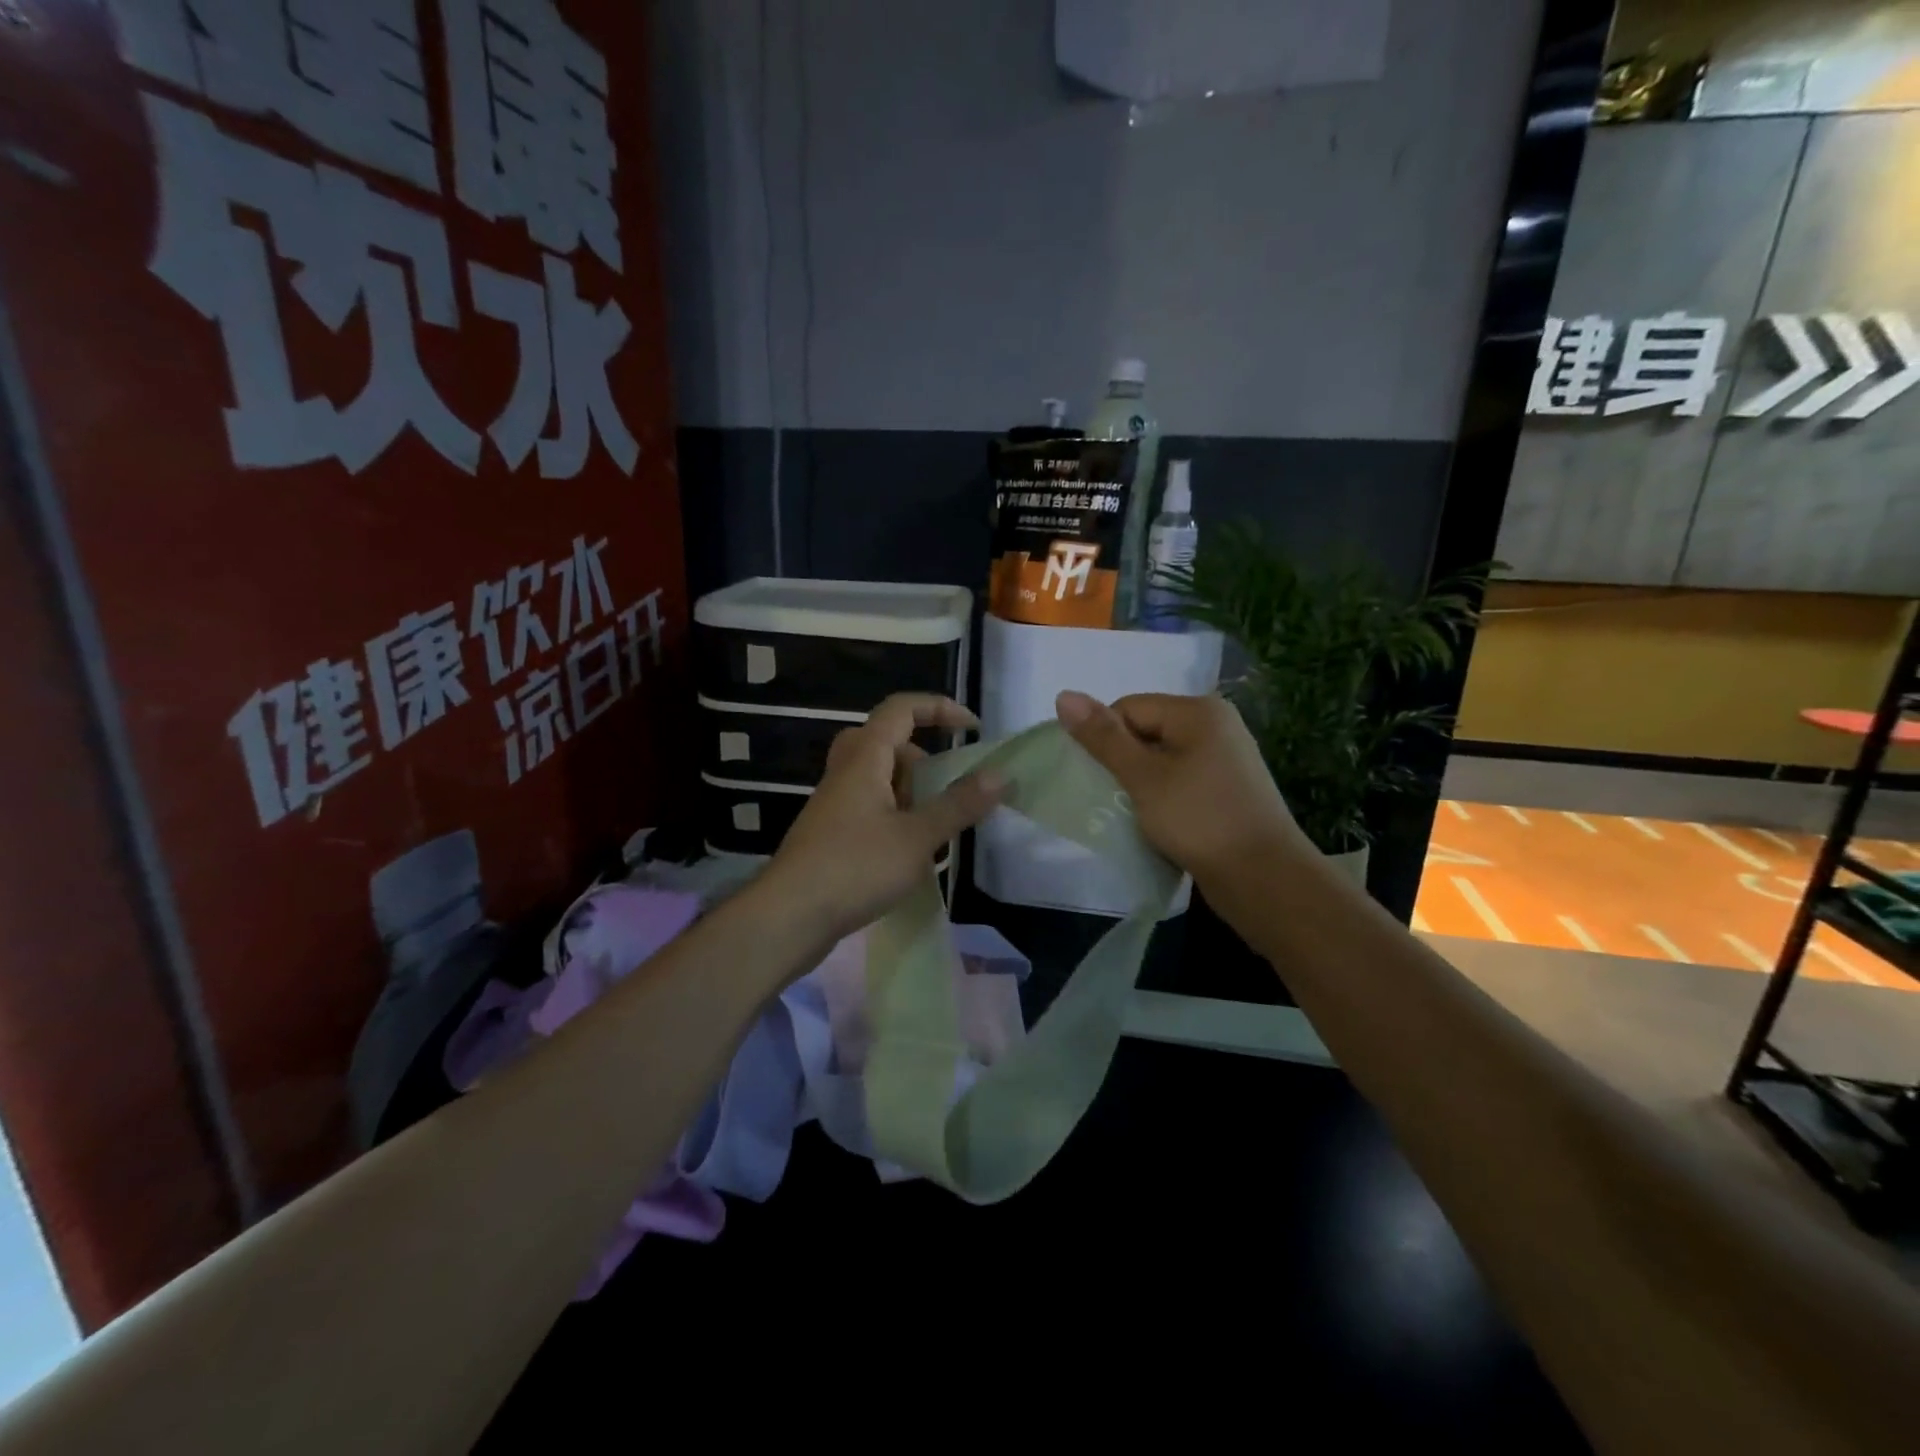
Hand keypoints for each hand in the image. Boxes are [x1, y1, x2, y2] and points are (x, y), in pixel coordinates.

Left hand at [757, 694, 1002, 947]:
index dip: (939, 708)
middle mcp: (846, 773)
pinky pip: (870, 809)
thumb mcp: (917, 837)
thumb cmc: (855, 867)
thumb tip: (1000, 775)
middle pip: (887, 743)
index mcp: (865, 759)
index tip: (972, 729)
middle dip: (922, 758)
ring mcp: (835, 805)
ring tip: (934, 828)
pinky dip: (896, 818)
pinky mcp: (831, 835)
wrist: (789, 917)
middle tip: (945, 788)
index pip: (901, 709)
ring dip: (910, 793)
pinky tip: (910, 855)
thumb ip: (959, 805)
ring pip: (878, 779)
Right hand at [1054, 690, 1310, 889]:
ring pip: (1160, 762)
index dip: (1106, 740)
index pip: (1129, 708)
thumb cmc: (1200, 820)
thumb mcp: (1144, 777)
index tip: (1099, 779)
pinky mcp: (1226, 792)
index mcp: (1198, 711)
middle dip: (1122, 763)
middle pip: (1145, 732)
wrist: (1265, 879)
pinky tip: (1154, 824)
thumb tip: (1063, 695)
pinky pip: (1179, 783)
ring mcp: (1224, 760)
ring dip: (1138, 785)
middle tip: (1109, 798)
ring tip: (1130, 814)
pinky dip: (1160, 799)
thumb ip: (1103, 738)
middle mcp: (1215, 727)